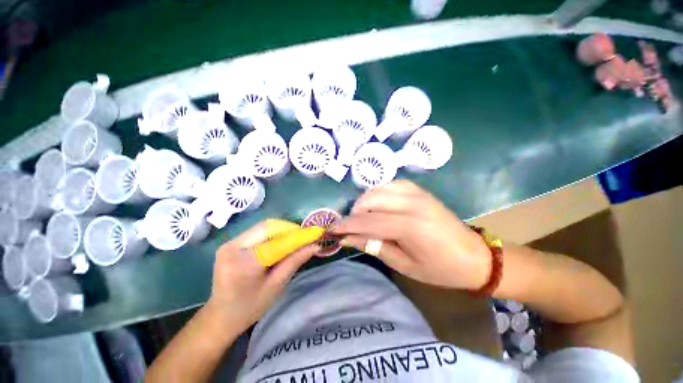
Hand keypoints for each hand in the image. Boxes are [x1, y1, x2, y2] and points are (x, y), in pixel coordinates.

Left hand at [204, 221, 318, 332]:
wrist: (220, 316)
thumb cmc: (249, 307)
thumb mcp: (276, 286)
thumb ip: (294, 262)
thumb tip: (315, 246)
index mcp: (244, 264)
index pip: (277, 242)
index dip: (298, 236)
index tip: (315, 233)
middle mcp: (233, 248)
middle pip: (268, 227)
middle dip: (289, 229)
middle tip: (304, 236)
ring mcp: (229, 243)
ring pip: (263, 226)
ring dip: (282, 229)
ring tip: (295, 238)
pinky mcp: (230, 243)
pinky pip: (256, 231)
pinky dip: (272, 233)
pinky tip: (280, 240)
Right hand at [333, 180, 490, 289]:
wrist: (474, 256)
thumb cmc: (440, 269)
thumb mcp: (405, 265)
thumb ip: (375, 247)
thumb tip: (349, 238)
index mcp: (411, 227)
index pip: (369, 222)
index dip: (348, 225)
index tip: (333, 230)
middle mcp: (413, 204)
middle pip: (372, 201)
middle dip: (355, 213)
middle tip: (350, 226)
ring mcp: (418, 194)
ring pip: (379, 189)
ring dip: (365, 201)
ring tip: (361, 216)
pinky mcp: (421, 191)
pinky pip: (392, 184)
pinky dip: (379, 192)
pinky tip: (377, 204)